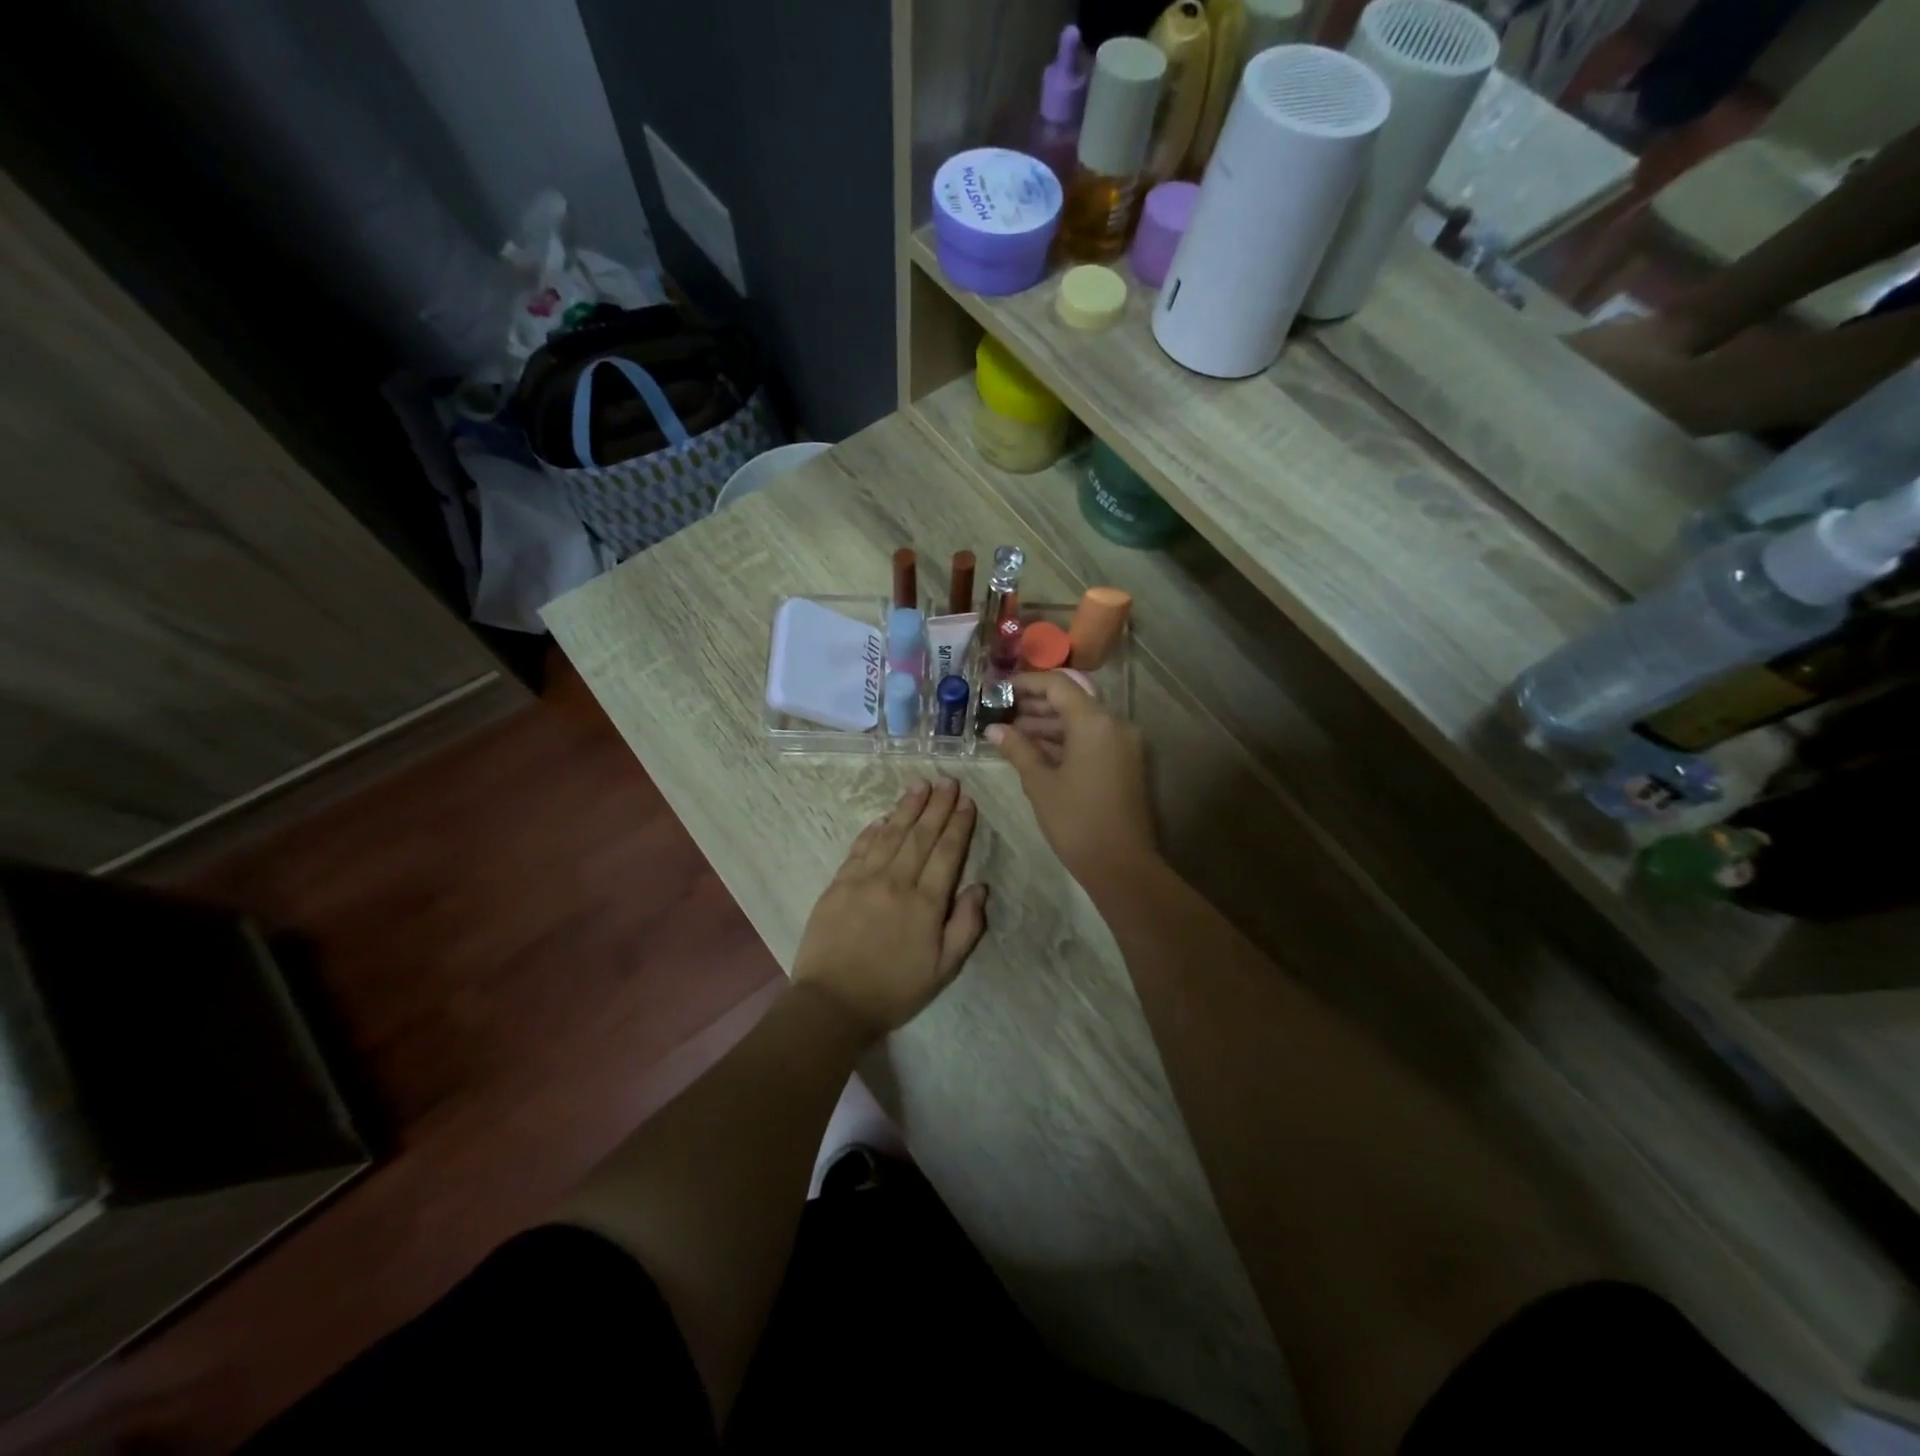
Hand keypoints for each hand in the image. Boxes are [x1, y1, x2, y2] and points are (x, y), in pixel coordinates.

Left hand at [791, 778, 988, 1038]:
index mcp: (926, 903)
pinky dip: (873, 830)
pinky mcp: (838, 884)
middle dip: (937, 806)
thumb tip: (980, 887)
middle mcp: (896, 882)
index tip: (967, 801)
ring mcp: (864, 880)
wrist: (832, 1004)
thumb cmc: (894, 990)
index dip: (958, 825)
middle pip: (920, 835)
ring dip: (906, 807)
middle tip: (948, 780)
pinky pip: (860, 848)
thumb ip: (966, 926)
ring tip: (920, 785)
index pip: (947, 853)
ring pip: (890, 834)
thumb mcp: (944, 969)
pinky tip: (883, 817)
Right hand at [985, 672, 1156, 886]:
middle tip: (1000, 712)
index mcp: (1095, 722)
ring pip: (1082, 720)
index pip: (1058, 685)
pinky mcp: (1125, 762)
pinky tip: (1035, 750)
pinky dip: (1065, 740)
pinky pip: (1092, 739)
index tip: (998, 690)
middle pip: (1072, 700)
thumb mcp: (1040, 783)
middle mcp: (1115, 724)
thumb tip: (994, 729)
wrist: (1122, 865)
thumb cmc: (1076, 821)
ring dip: (1048, 723)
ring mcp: (1124, 743)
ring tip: (1011, 733)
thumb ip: (1017, 749)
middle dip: (1035, 704)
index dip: (1026, 683)